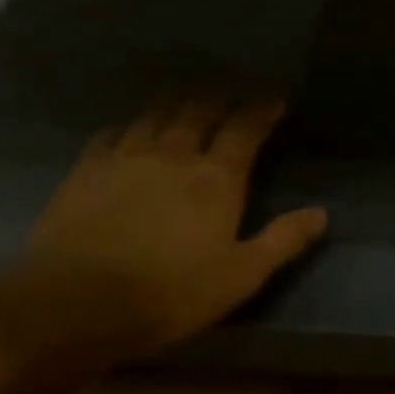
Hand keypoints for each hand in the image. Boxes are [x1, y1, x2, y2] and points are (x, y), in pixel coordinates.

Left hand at [0, 97, 325, 371]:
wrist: (73, 305)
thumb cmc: (171, 292)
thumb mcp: (243, 274)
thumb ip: (283, 240)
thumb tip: (321, 214)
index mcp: (216, 179)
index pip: (244, 130)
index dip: (262, 110)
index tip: (276, 98)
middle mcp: (173, 157)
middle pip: (198, 112)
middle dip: (220, 96)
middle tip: (233, 89)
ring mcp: (124, 161)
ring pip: (154, 116)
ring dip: (176, 101)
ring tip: (187, 94)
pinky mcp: (84, 174)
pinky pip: (110, 135)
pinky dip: (128, 124)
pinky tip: (129, 127)